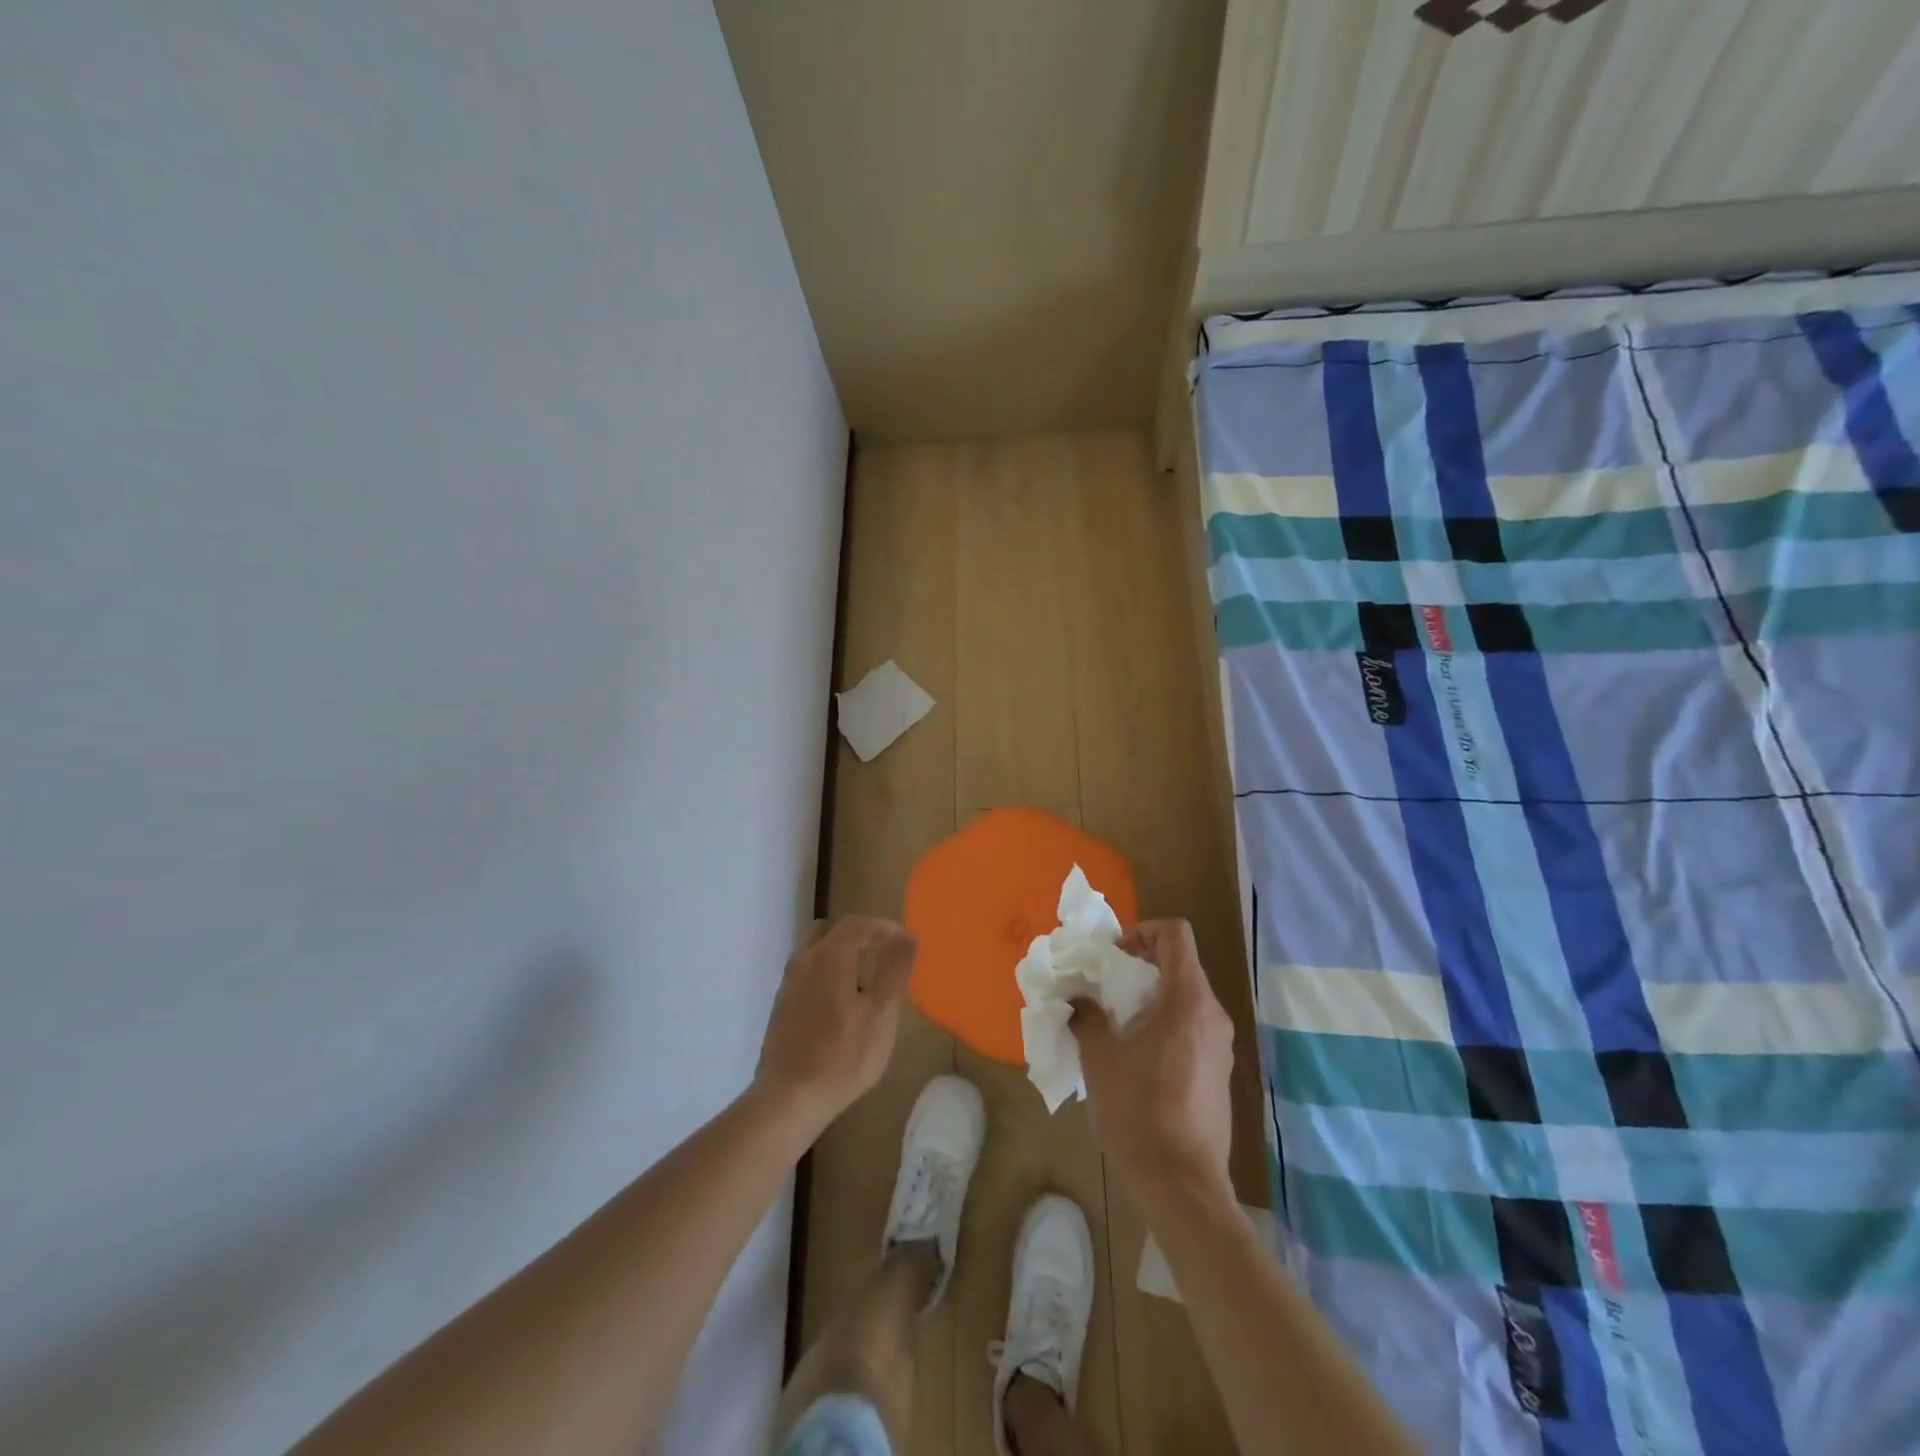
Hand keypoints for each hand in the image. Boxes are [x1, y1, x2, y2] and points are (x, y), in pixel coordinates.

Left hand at [755, 916, 916, 1130]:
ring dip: (842, 954)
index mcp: (829, 955)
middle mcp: (804, 960)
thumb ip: (895, 969)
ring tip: (865, 979)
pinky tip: (840, 1004)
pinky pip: (808, 974)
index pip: (858, 923)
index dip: (883, 926)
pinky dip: (827, 974)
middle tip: (885, 954)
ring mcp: (788, 984)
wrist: (788, 1099)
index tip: (904, 941)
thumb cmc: (843, 1055)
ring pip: (817, 952)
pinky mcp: (781, 1007)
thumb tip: (907, 935)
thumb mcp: (881, 1013)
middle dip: (861, 935)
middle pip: (833, 931)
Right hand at [1071, 919, 1234, 1204]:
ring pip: (1185, 997)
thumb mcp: (1101, 1058)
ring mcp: (1220, 1045)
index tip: (1113, 957)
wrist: (1183, 1186)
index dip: (1142, 932)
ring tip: (1116, 1024)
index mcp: (1188, 1000)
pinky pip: (1191, 1027)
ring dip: (1150, 997)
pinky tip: (1137, 1057)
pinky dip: (1164, 1023)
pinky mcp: (1219, 1072)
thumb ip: (1087, 1017)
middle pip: (1180, 964)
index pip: (1175, 934)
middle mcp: (1213, 1015)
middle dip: (1140, 966)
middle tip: (1105, 988)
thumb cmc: (1140, 1112)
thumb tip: (1079, 999)